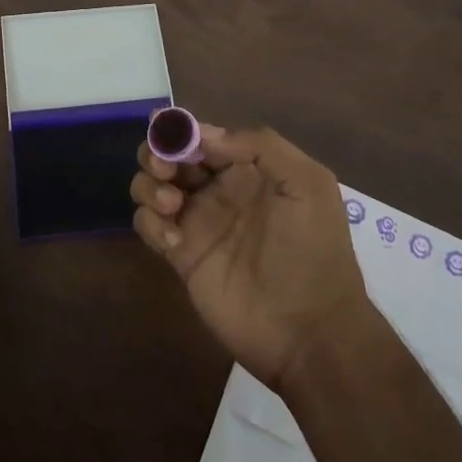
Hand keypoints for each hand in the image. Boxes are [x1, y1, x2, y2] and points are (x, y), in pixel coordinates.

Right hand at [132, 125, 370, 390]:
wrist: (310, 331)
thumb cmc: (313, 250)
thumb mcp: (307, 183)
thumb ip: (261, 146)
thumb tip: (204, 134)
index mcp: (248, 168)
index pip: (204, 135)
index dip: (183, 130)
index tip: (173, 136)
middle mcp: (218, 189)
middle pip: (170, 155)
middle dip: (158, 152)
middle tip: (165, 169)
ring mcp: (197, 222)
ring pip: (151, 185)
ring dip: (149, 185)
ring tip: (171, 204)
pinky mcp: (181, 255)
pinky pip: (148, 225)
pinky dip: (150, 223)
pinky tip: (175, 241)